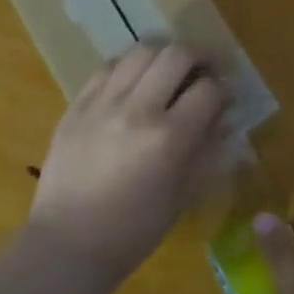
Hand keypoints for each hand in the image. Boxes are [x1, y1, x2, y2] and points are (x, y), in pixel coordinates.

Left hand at [28, 43, 227, 278]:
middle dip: (199, 57)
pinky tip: (134, 80)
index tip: (224, 97)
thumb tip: (225, 118)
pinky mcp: (77, 104)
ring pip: (141, 50)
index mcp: (169, 138)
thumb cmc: (134, 230)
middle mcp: (138, 109)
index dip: (223, 89)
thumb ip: (207, 150)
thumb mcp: (183, 195)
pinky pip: (108, 66)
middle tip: (202, 71)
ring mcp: (103, 102)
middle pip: (177, 54)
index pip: (208, 90)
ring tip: (168, 69)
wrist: (68, 244)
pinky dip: (129, 65)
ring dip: (164, 53)